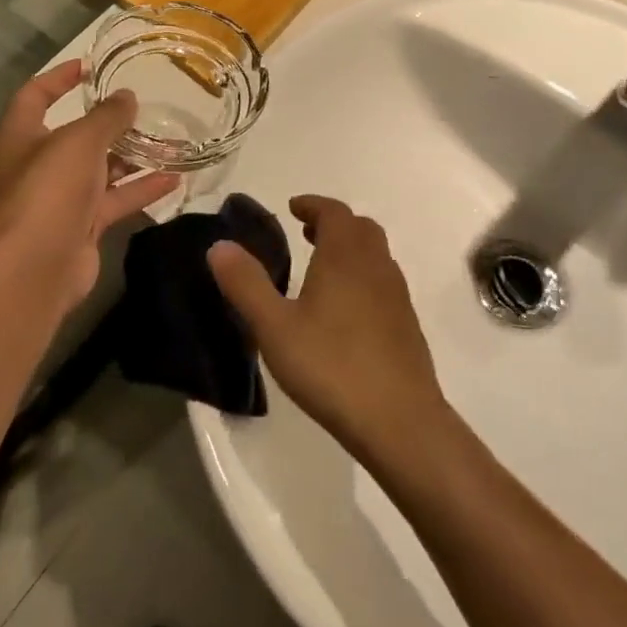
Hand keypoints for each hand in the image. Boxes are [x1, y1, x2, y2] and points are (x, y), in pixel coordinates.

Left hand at [0, 61, 176, 305]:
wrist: (36, 268)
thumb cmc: (49, 190)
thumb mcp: (81, 141)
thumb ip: (107, 116)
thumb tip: (127, 97)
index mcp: (20, 135)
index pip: (35, 94)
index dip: (59, 77)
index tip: (90, 66)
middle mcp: (37, 164)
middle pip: (74, 135)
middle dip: (108, 122)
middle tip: (142, 107)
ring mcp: (59, 198)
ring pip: (99, 169)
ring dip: (131, 156)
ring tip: (168, 141)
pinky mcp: (81, 225)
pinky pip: (114, 199)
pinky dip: (140, 189)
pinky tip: (174, 179)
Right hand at [207, 196, 447, 459]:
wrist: (400, 421)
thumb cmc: (331, 366)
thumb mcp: (275, 327)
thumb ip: (246, 284)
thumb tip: (219, 245)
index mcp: (345, 256)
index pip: (334, 212)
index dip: (313, 205)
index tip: (293, 207)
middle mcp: (376, 266)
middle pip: (360, 228)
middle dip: (332, 224)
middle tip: (305, 234)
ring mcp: (397, 296)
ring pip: (375, 255)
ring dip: (350, 249)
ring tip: (321, 269)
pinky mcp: (407, 325)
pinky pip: (383, 283)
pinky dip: (363, 277)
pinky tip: (345, 311)